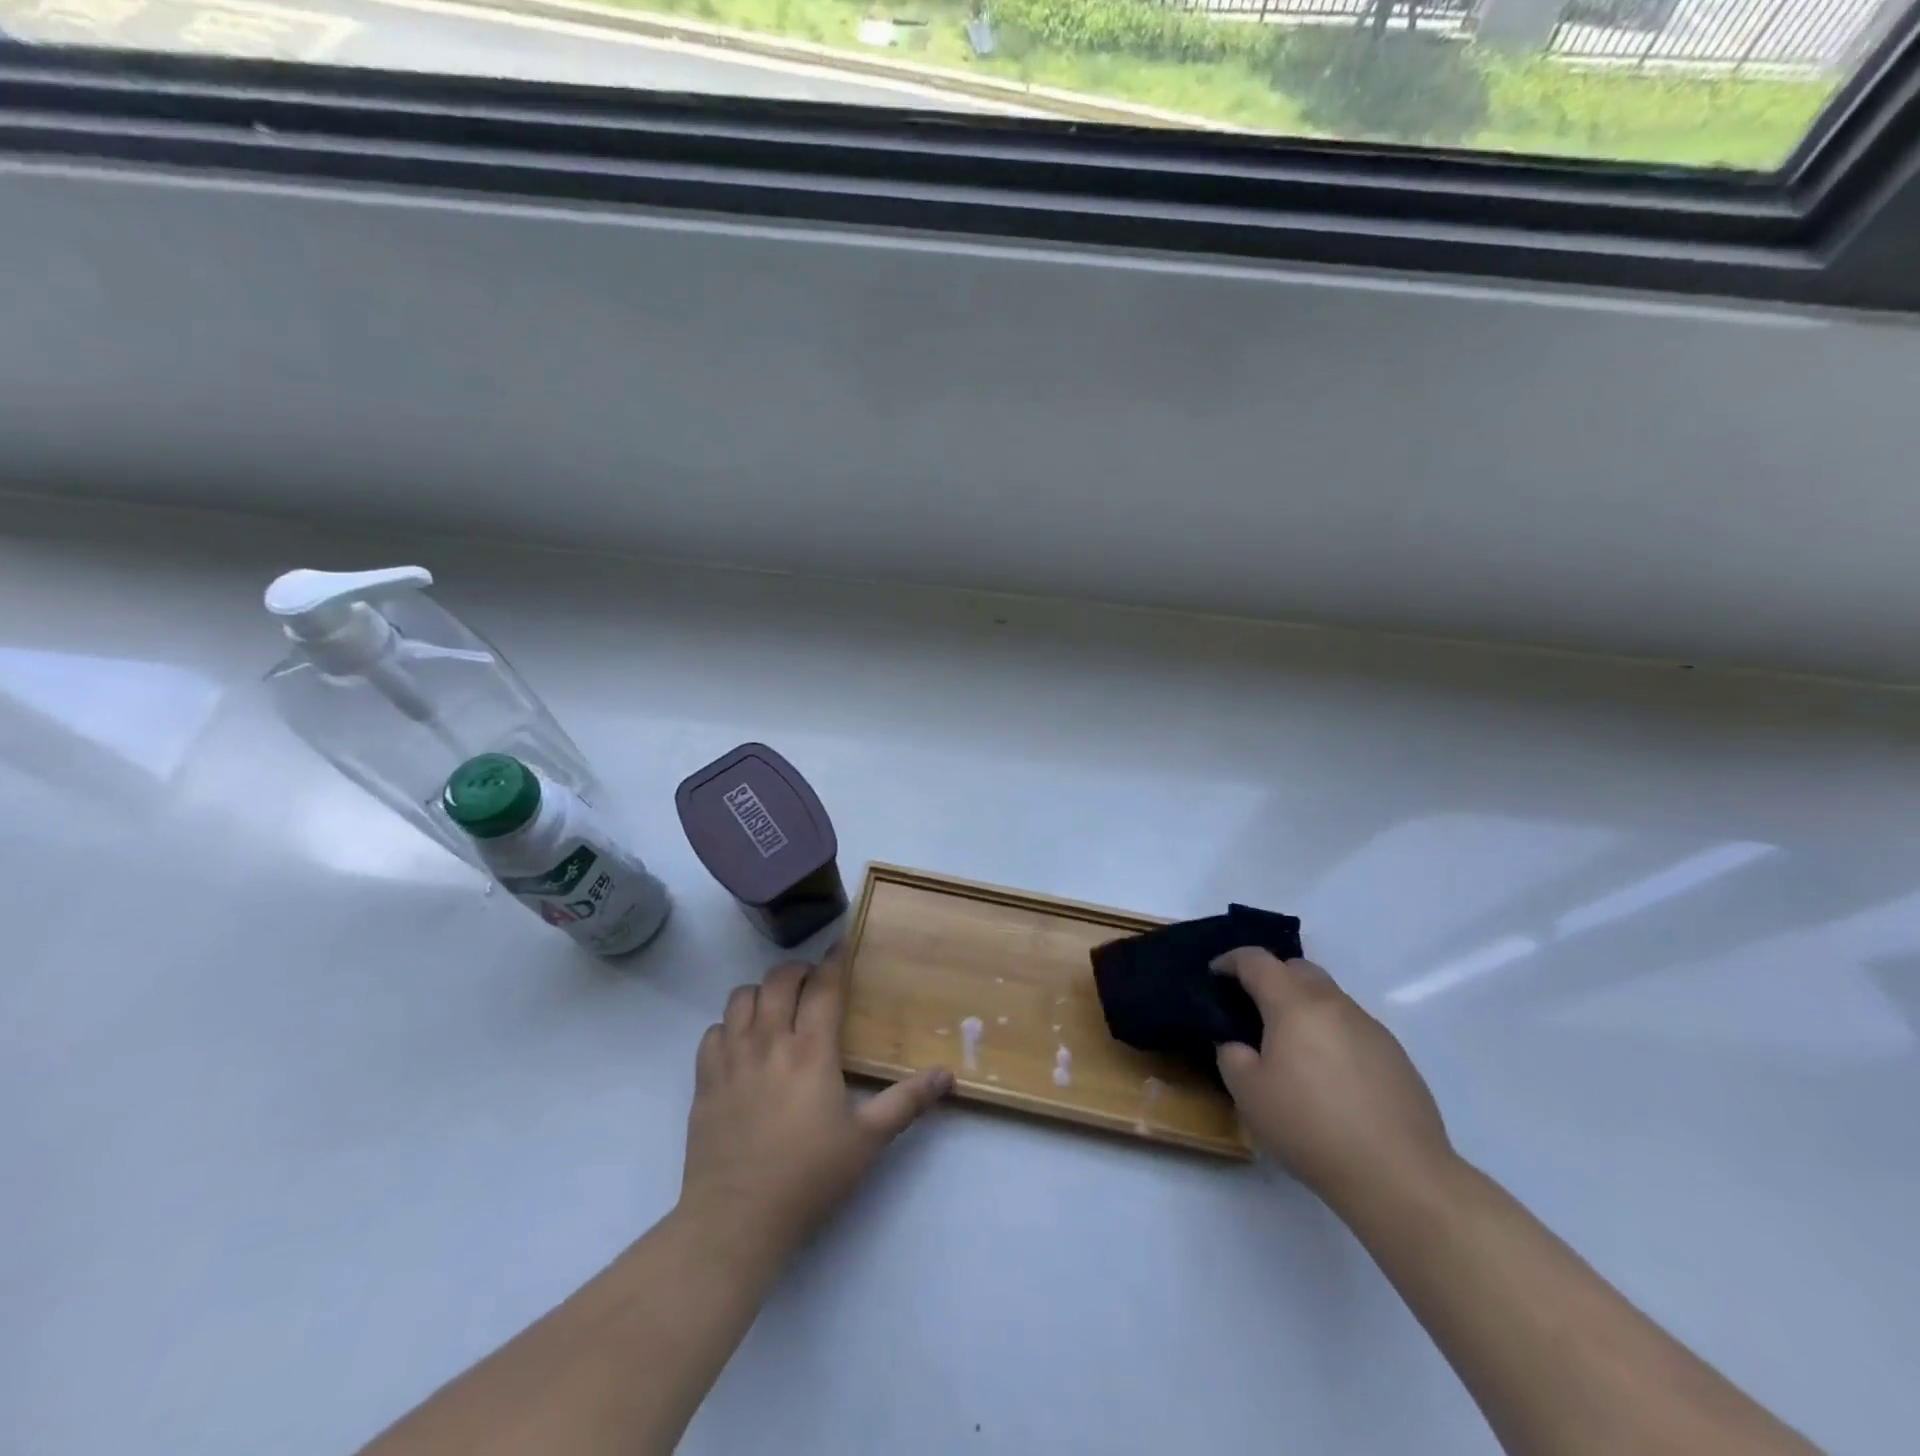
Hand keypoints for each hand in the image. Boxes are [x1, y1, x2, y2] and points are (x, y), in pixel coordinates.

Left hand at [678, 949, 953, 1268]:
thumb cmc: (808, 1177)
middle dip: (798, 971)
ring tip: (776, 1009)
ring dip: (761, 993)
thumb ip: (907, 1102)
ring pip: (740, 997)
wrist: (735, 1220)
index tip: (840, 947)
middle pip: (778, 980)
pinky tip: (742, 1045)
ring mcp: (731, 1058)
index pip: (822, 986)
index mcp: (811, 1051)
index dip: (834, 961)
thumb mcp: (868, 1141)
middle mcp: (769, 1042)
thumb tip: (947, 1075)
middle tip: (812, 983)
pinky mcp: (704, 1080)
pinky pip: (713, 1031)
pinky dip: (729, 1026)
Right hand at [1213, 949, 1453, 1212]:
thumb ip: (1232, 1056)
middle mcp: (1334, 1004)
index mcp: (1294, 1004)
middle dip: (1272, 976)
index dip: (1231, 960)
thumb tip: (1239, 1045)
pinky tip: (1330, 1078)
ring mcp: (1371, 1028)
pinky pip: (1353, 1029)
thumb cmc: (1310, 1127)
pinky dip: (1332, 1035)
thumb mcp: (1248, 1094)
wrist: (1399, 1176)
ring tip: (1292, 1048)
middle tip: (1253, 1007)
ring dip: (1304, 1007)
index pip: (1257, 960)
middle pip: (1298, 969)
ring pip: (1329, 998)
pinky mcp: (1397, 1057)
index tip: (1215, 974)